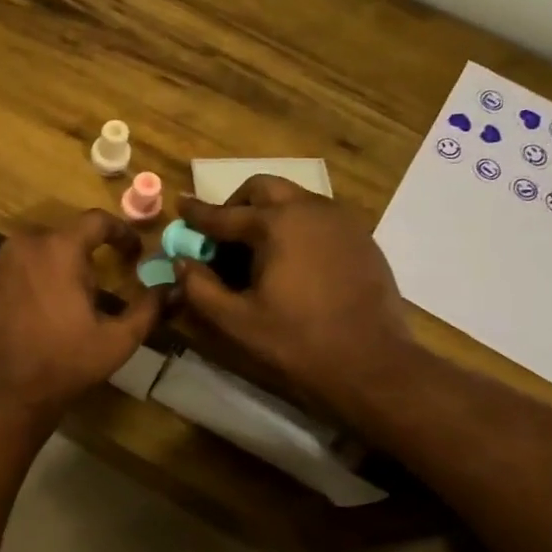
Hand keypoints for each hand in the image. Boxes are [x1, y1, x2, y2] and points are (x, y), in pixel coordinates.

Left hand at [0, 210, 161, 427]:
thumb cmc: (64, 365)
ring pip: (29, 255)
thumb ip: (148, 308)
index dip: (120, 233)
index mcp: (60, 249)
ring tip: (55, 304)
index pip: (97, 222)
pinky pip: (3, 273)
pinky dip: (18, 284)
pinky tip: (24, 313)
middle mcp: (21, 245)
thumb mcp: (117, 341)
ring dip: (47, 270)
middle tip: (91, 290)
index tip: (131, 253)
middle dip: (80, 258)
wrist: (1, 396)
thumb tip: (171, 288)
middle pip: (60, 238)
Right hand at [176, 176, 417, 405]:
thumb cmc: (297, 342)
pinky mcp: (361, 238)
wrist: (371, 362)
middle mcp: (310, 209)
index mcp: (277, 224)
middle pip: (264, 188)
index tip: (181, 205)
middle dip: (237, 204)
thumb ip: (200, 287)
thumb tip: (181, 261)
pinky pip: (319, 217)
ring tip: (255, 249)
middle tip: (222, 234)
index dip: (198, 213)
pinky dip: (296, 226)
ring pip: (294, 198)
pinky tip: (291, 260)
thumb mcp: (237, 321)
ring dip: (268, 213)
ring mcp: (341, 221)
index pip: (225, 214)